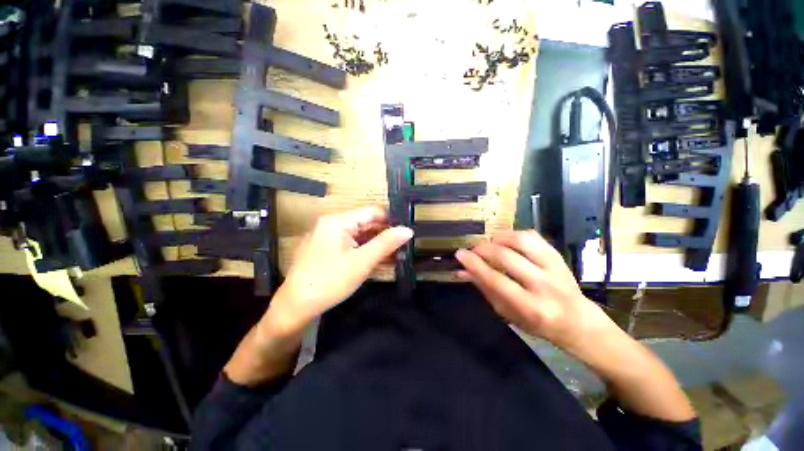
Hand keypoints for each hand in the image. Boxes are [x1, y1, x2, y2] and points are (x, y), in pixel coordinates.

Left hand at [266, 207, 412, 333]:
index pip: (372, 212)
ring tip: (396, 253)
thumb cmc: (330, 281)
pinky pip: (351, 245)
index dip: (391, 220)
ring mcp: (327, 237)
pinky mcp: (326, 250)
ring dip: (376, 244)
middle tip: (404, 244)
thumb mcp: (362, 262)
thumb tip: (408, 230)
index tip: (406, 231)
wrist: (295, 308)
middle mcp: (331, 224)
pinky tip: (378, 259)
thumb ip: (386, 243)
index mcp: (338, 221)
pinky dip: (365, 251)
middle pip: (365, 223)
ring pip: (359, 235)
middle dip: (384, 234)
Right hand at [455, 230, 611, 348]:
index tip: (460, 254)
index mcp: (530, 307)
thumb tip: (463, 271)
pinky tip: (506, 241)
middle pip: (507, 257)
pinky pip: (533, 236)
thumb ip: (485, 289)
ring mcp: (554, 268)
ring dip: (499, 238)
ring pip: (522, 241)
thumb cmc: (537, 322)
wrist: (577, 321)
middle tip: (473, 250)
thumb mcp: (507, 313)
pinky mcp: (558, 256)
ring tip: (490, 244)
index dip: (474, 264)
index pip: (496, 280)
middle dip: (483, 249)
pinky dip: (514, 235)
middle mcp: (544, 285)